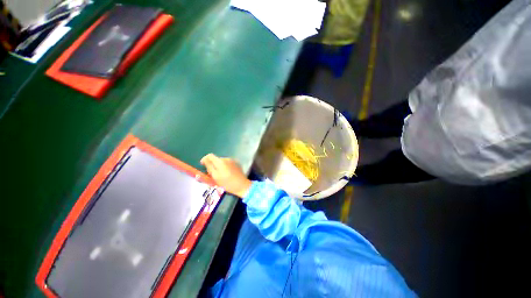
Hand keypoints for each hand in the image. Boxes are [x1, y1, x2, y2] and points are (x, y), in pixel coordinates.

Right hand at [200, 154, 251, 197]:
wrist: (242, 185)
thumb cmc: (227, 183)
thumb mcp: (215, 177)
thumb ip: (209, 167)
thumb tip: (205, 160)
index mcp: (220, 161)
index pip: (210, 156)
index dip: (205, 159)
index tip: (203, 165)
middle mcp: (227, 158)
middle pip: (216, 159)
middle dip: (213, 164)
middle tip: (212, 174)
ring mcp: (233, 160)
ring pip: (222, 161)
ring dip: (219, 166)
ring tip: (220, 175)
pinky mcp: (237, 163)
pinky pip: (228, 163)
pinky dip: (225, 167)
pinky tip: (227, 174)